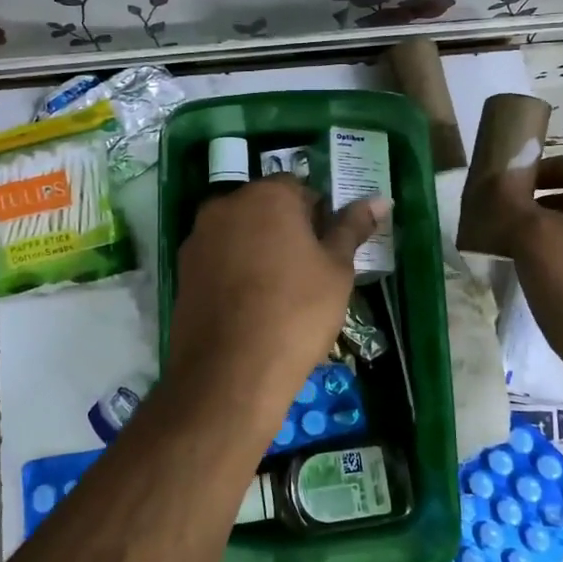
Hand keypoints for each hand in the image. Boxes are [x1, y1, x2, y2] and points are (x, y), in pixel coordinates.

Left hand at [166, 177, 386, 420]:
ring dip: (258, 251)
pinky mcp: (182, 271)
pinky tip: (249, 308)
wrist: (230, 371)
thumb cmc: (296, 312)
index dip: (319, 218)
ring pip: (239, 235)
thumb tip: (379, 199)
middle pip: (265, 209)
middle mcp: (225, 206)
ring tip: (278, 295)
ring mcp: (198, 238)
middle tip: (308, 274)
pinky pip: (218, 261)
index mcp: (266, 195)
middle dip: (287, 232)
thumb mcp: (337, 270)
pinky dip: (234, 273)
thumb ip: (352, 228)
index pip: (300, 190)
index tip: (328, 253)